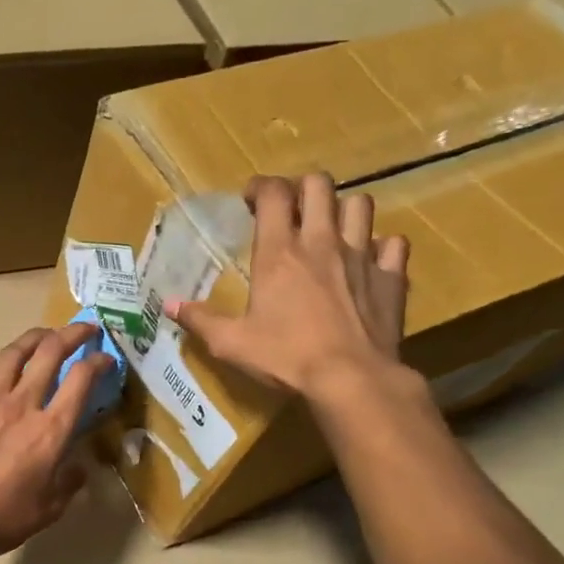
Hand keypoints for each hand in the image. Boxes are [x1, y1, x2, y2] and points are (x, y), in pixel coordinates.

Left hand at [0, 325, 113, 563]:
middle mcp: (22, 405)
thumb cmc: (5, 517)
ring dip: (34, 337)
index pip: (81, 379)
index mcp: (50, 430)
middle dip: (72, 333)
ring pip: (13, 353)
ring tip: (45, 335)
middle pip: (49, 352)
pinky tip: (1, 363)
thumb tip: (78, 468)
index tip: (107, 359)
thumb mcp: (51, 508)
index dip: (99, 361)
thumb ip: (70, 482)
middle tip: (85, 329)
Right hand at [166, 176, 409, 398]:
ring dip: (343, 210)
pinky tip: (369, 262)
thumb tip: (169, 305)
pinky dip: (381, 247)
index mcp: (279, 253)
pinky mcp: (391, 277)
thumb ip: (200, 320)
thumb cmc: (285, 357)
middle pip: (319, 185)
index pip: (273, 193)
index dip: (261, 187)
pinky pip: (394, 244)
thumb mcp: (231, 343)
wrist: (351, 379)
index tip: (251, 199)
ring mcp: (361, 256)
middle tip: (290, 210)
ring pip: (360, 205)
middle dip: (302, 188)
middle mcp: (321, 242)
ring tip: (331, 229)